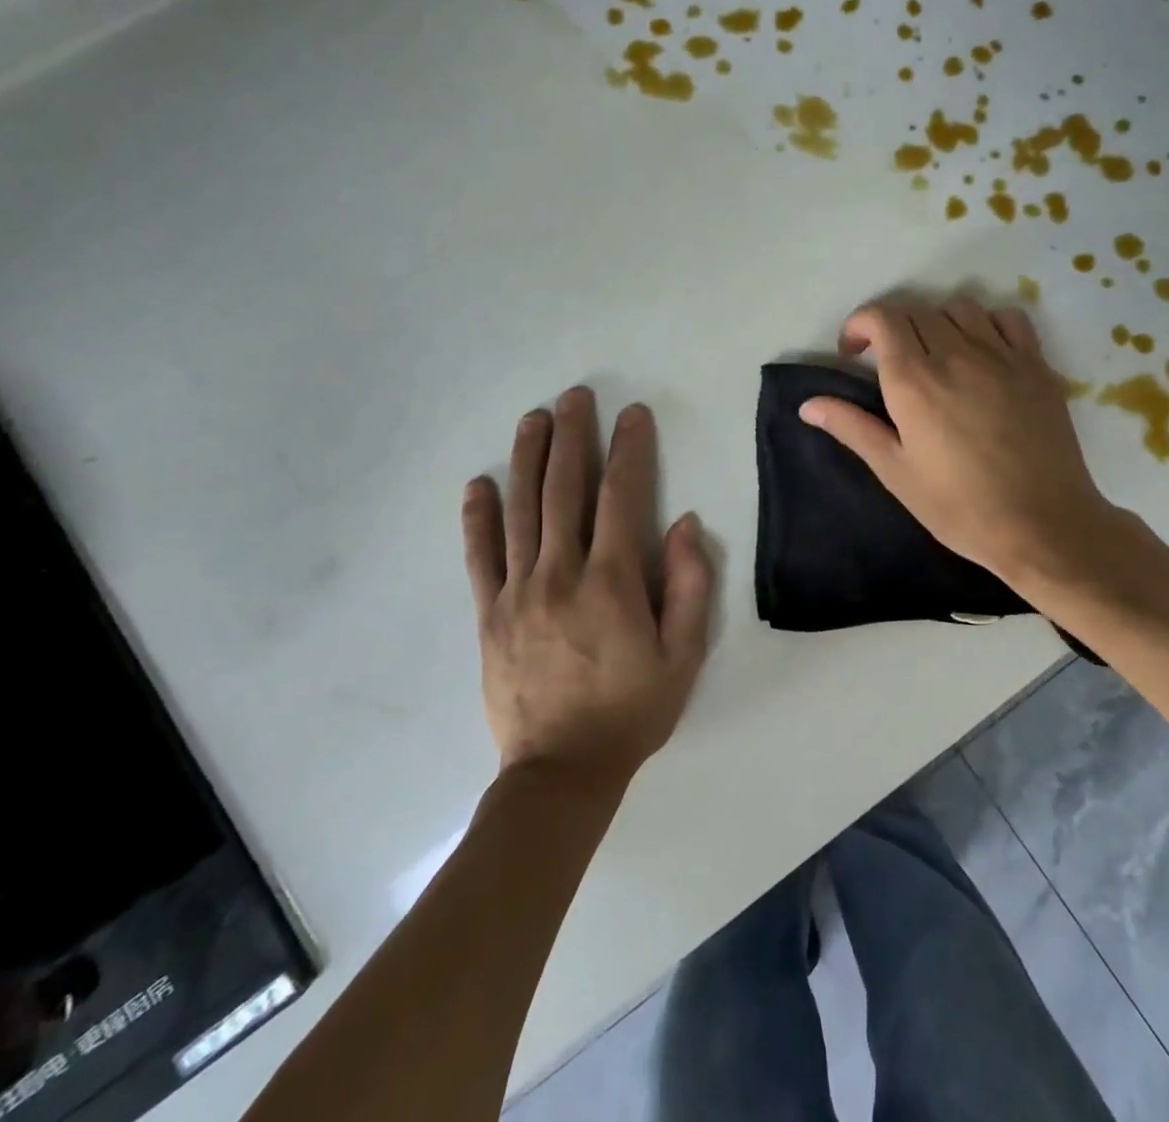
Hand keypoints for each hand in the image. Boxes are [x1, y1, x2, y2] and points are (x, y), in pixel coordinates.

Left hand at [463, 388, 713, 787]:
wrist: (561, 772)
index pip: (621, 497)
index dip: (629, 450)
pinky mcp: (489, 614)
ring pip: (522, 510)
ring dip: (529, 459)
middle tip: (576, 396)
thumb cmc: (632, 711)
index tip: (632, 414)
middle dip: (573, 437)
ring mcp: (518, 592)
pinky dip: (478, 517)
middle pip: (565, 489)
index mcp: (612, 582)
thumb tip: (683, 523)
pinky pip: (480, 556)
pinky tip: (480, 484)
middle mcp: (561, 573)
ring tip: (534, 418)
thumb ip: (690, 586)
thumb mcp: (684, 655)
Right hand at [799, 294, 1132, 594]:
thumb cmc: (958, 506)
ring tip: (936, 355)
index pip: (881, 318)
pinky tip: (983, 352)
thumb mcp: (895, 471)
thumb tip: (808, 404)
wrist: (1041, 524)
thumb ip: (852, 428)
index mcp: (914, 380)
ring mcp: (1001, 355)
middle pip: (916, 310)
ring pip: (960, 307)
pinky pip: (1008, 318)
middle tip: (889, 362)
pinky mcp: (1036, 364)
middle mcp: (955, 354)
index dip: (860, 324)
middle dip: (893, 326)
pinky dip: (987, 323)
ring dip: (937, 321)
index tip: (854, 353)